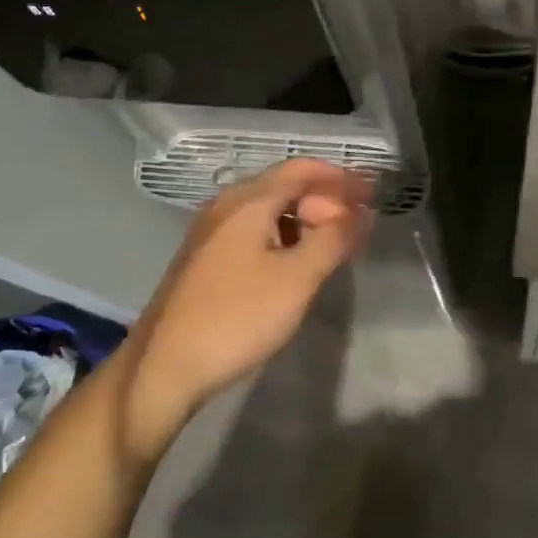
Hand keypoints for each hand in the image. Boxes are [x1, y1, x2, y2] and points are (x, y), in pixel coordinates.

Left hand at [111, 159, 374, 455]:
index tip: (373, 196)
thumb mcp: (297, 278)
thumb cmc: (236, 317)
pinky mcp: (205, 257)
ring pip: (269, 209)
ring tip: (333, 245)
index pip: (304, 169)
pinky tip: (296, 262)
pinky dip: (284, 234)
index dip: (342, 178)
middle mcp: (226, 205)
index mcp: (248, 201)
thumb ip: (334, 239)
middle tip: (356, 228)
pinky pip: (254, 229)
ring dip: (306, 218)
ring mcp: (211, 231)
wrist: (163, 367)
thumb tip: (361, 212)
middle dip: (326, 199)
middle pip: (285, 185)